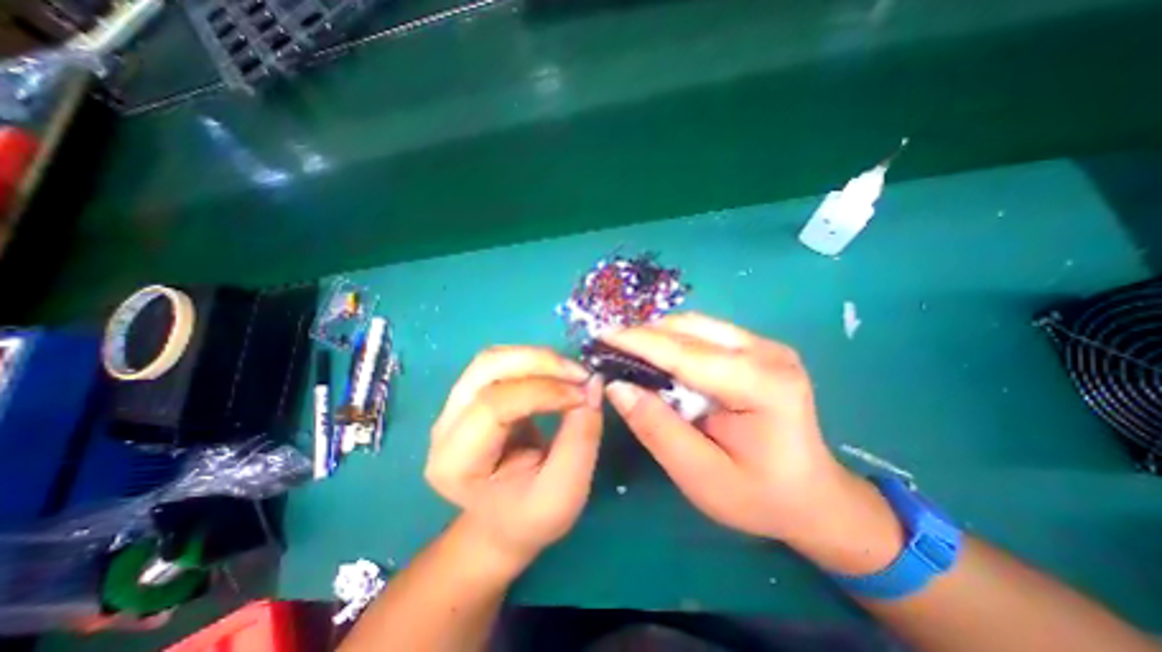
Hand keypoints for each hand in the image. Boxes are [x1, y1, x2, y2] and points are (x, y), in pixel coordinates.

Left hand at [427, 345, 609, 569]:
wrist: (504, 521)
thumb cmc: (532, 515)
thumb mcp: (565, 492)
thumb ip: (581, 438)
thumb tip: (594, 385)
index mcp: (455, 462)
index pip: (493, 405)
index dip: (543, 391)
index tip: (583, 395)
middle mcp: (445, 426)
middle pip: (487, 368)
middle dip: (539, 362)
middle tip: (580, 374)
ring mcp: (455, 405)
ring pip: (493, 358)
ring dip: (537, 357)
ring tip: (571, 372)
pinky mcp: (472, 394)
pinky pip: (501, 362)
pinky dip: (533, 360)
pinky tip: (556, 374)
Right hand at [600, 314, 897, 565]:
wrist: (812, 496)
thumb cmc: (760, 496)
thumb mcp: (701, 476)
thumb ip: (657, 429)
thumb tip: (617, 387)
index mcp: (764, 385)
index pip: (687, 354)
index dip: (639, 342)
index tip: (601, 337)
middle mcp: (768, 353)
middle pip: (691, 329)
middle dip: (644, 335)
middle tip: (608, 349)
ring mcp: (765, 345)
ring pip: (695, 324)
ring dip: (657, 335)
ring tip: (626, 352)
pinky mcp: (757, 347)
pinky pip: (703, 332)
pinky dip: (673, 340)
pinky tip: (656, 356)